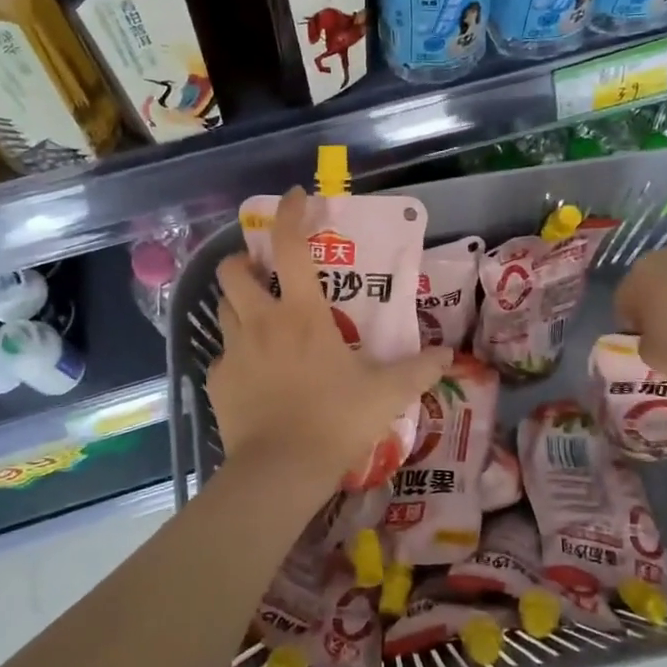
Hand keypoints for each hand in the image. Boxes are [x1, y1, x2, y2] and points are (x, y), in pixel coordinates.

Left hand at [207, 188, 451, 495]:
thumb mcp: (386, 393)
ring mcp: (234, 351)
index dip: (290, 213)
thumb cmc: (336, 420)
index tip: (294, 195)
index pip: (292, 246)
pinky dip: (236, 355)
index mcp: (303, 314)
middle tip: (263, 273)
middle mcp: (262, 322)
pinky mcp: (217, 381)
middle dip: (244, 262)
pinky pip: (222, 356)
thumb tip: (449, 356)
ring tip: (259, 319)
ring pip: (222, 309)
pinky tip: (253, 375)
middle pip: (234, 271)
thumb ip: (418, 370)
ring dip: (237, 304)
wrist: (280, 470)